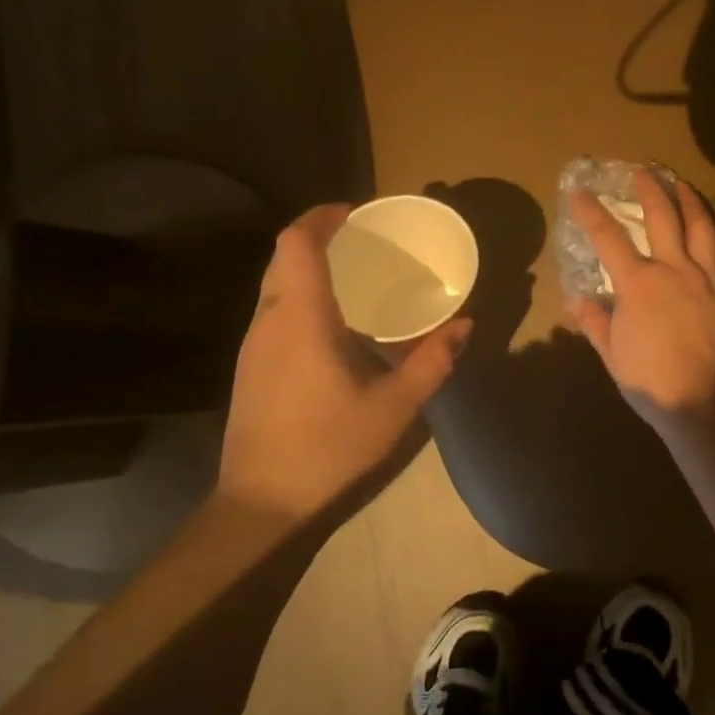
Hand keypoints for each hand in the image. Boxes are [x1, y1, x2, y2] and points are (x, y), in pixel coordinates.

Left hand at [220, 204, 471, 522]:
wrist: (260, 503)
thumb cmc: (329, 448)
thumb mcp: (395, 407)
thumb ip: (433, 361)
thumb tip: (465, 325)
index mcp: (301, 317)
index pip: (297, 241)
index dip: (323, 215)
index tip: (358, 212)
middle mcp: (269, 318)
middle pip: (283, 254)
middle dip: (320, 235)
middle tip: (365, 240)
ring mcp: (253, 342)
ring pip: (275, 280)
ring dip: (309, 265)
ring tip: (355, 275)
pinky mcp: (249, 363)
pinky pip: (274, 307)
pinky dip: (301, 293)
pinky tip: (334, 321)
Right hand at [565, 170, 714, 430]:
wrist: (707, 404)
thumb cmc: (652, 382)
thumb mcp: (612, 355)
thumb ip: (594, 322)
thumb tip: (575, 301)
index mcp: (638, 284)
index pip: (608, 238)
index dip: (590, 211)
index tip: (578, 191)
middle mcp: (674, 270)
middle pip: (663, 217)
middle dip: (650, 188)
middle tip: (643, 171)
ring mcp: (708, 279)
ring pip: (702, 226)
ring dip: (690, 200)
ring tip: (682, 183)